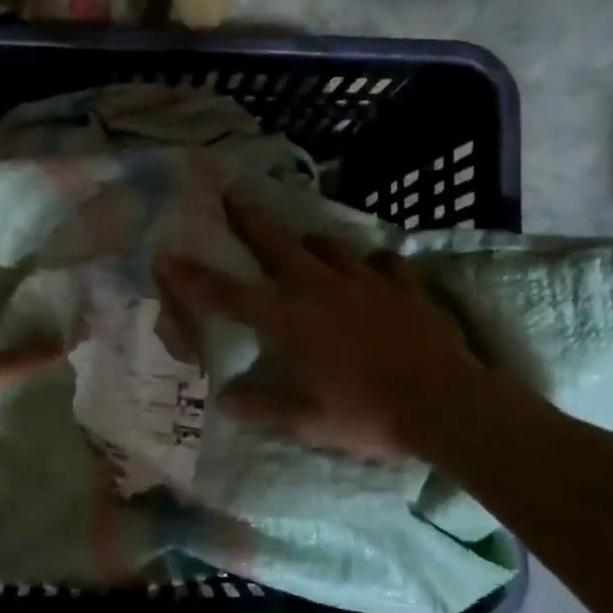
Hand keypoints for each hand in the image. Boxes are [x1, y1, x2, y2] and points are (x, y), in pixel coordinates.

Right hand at [156, 193, 481, 460]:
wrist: (444, 404)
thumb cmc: (365, 414)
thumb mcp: (305, 420)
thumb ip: (261, 405)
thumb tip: (224, 398)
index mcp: (291, 321)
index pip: (230, 295)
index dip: (195, 277)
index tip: (168, 255)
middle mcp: (322, 290)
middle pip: (278, 245)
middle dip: (251, 219)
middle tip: (234, 193)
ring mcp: (367, 283)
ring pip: (331, 246)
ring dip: (310, 240)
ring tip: (305, 241)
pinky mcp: (405, 287)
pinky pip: (384, 263)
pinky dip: (372, 264)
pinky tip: (372, 271)